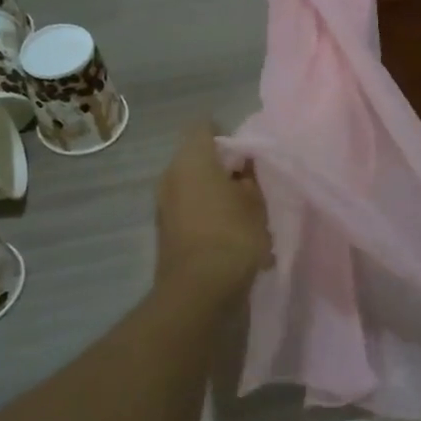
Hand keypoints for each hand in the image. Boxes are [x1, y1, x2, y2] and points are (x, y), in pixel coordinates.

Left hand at [155, 121, 271, 302]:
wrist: (201, 293)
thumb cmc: (233, 236)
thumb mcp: (256, 202)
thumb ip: (251, 178)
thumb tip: (242, 168)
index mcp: (190, 159)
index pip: (204, 128)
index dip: (227, 135)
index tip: (248, 153)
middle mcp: (171, 177)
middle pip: (198, 160)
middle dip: (223, 169)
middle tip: (252, 184)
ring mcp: (165, 207)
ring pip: (195, 189)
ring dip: (217, 197)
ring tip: (247, 214)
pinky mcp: (168, 234)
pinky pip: (192, 214)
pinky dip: (210, 219)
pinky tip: (235, 238)